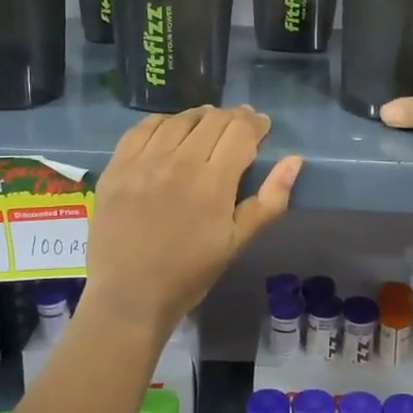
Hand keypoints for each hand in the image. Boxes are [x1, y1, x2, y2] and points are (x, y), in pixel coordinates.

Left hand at [86, 106, 302, 332]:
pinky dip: (164, 123)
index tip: (262, 125)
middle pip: (212, 120)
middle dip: (233, 117)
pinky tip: (171, 130)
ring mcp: (143, 162)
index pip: (240, 132)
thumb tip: (294, 161)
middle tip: (239, 126)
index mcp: (212, 183)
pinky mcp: (117, 167)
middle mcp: (178, 162)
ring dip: (200, 117)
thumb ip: (269, 200)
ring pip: (179, 120)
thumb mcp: (237, 242)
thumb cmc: (190, 273)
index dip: (256, 123)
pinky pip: (143, 128)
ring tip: (208, 125)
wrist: (129, 296)